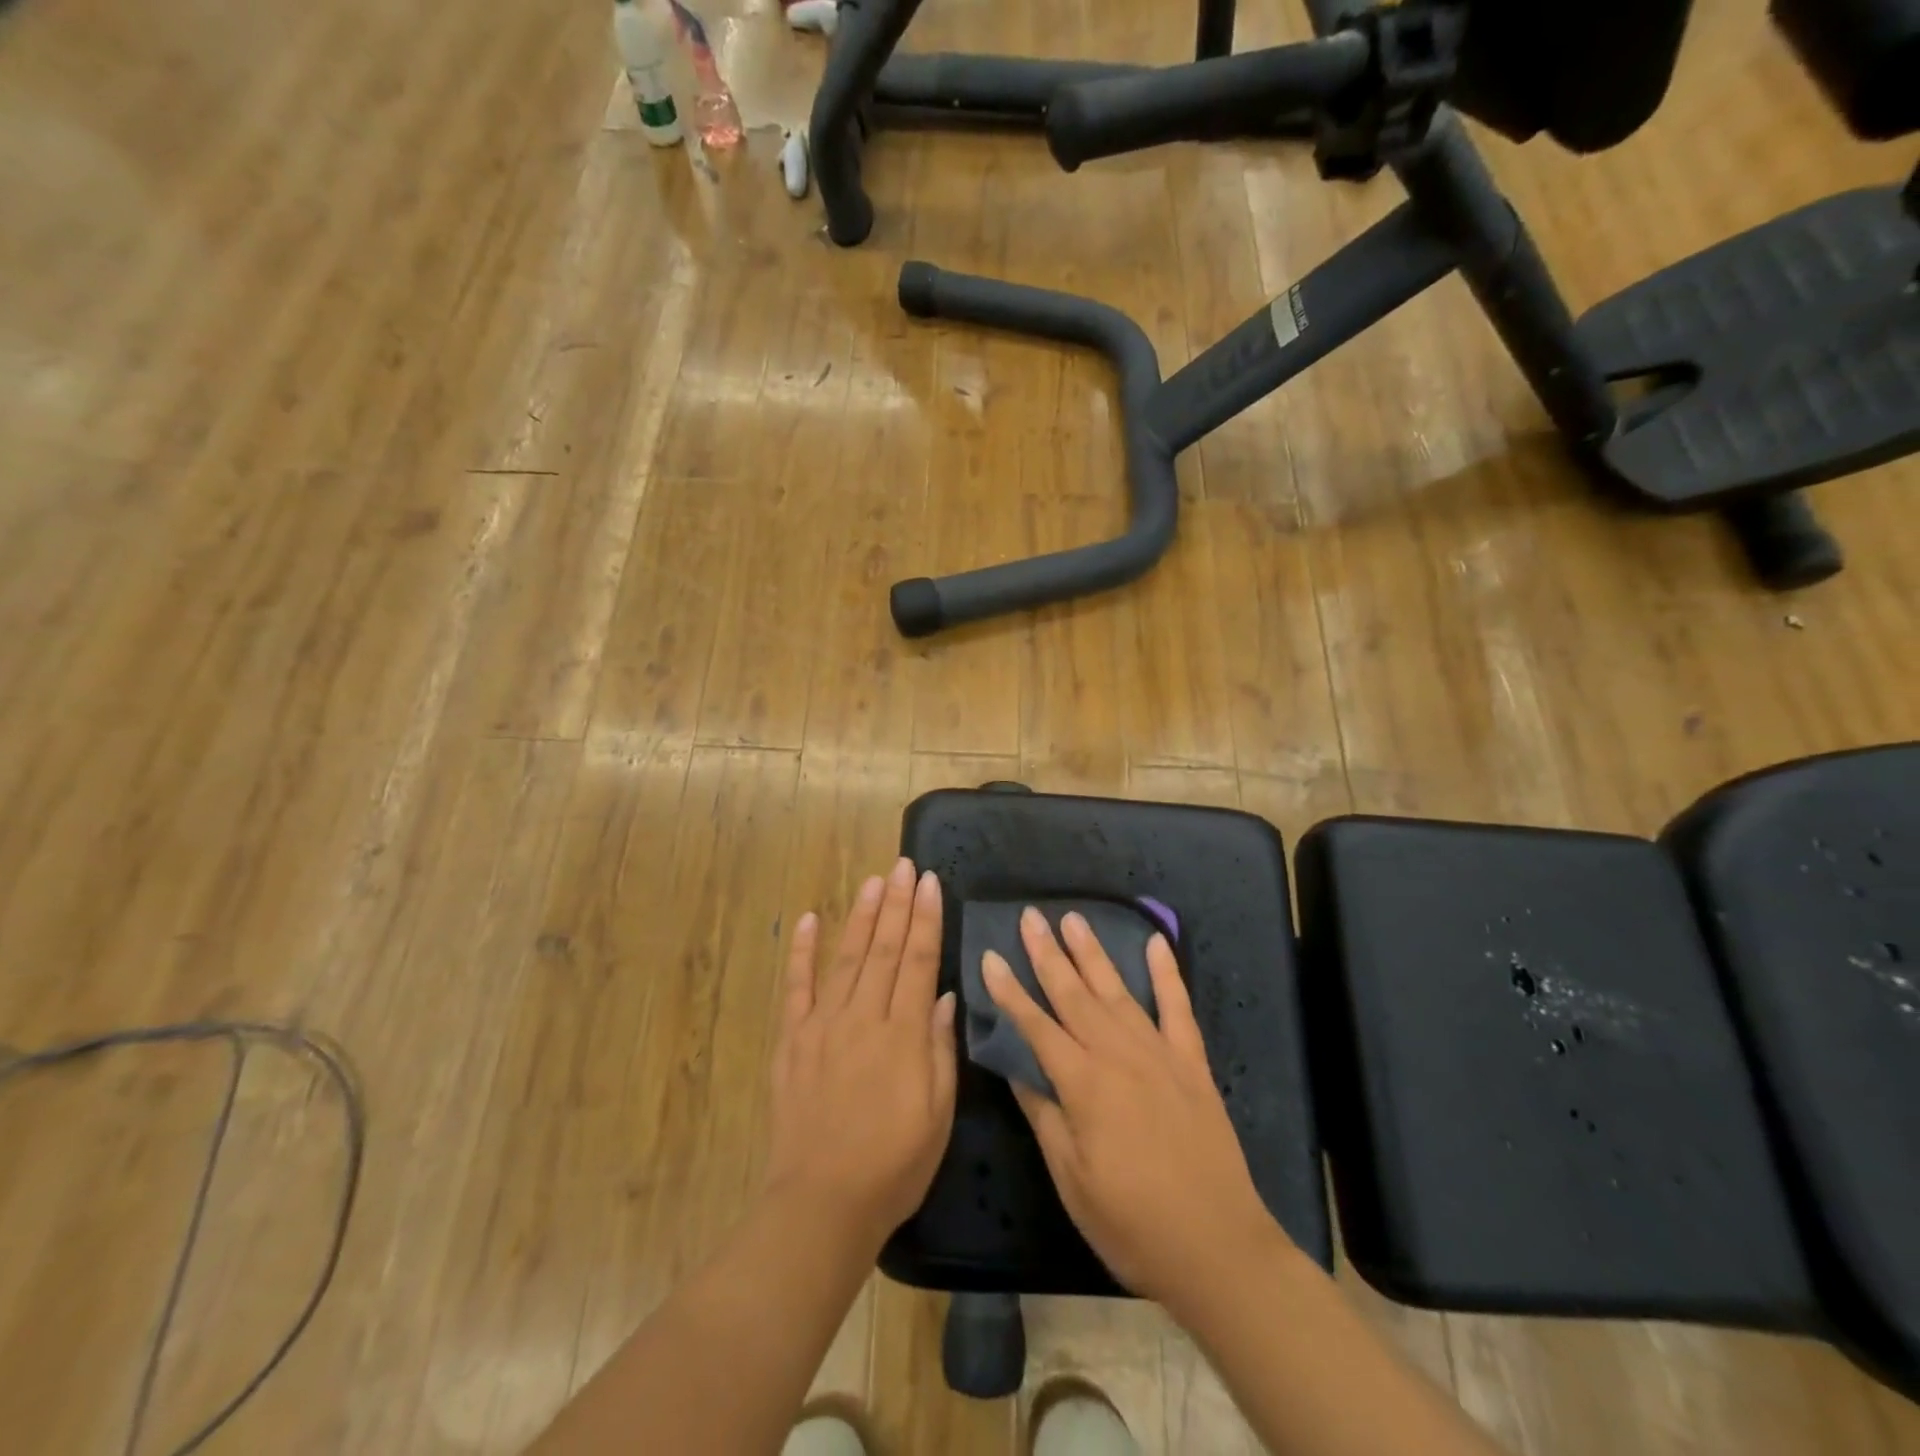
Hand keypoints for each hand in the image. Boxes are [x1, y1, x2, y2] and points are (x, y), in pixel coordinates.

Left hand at [763, 858, 957, 1251]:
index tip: (931, 883)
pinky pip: (797, 987)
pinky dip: (801, 951)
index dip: (926, 919)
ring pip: (847, 957)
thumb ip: (940, 1049)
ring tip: (873, 881)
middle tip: (904, 866)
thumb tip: (945, 996)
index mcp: (903, 1033)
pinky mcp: (793, 1040)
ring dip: (861, 916)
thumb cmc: (894, 1164)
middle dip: (897, 903)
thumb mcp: (939, 1113)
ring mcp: (823, 1025)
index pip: (918, 961)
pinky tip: (807, 920)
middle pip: (884, 948)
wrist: (822, 1202)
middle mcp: (863, 1017)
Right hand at [983, 908, 1281, 1308]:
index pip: (1035, 1026)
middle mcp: (1118, 1055)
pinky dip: (1167, 973)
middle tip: (1030, 916)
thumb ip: (1043, 1114)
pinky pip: (1178, 1008)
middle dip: (1048, 954)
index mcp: (1083, 1084)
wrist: (1217, 1249)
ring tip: (1073, 919)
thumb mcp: (1071, 1178)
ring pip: (1117, 991)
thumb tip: (1015, 1067)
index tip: (989, 956)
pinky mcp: (1192, 1063)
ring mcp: (1159, 1054)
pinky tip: (1156, 943)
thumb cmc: (1132, 1223)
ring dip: (1093, 953)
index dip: (1009, 991)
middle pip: (1074, 995)